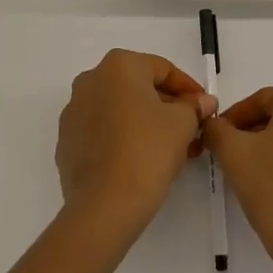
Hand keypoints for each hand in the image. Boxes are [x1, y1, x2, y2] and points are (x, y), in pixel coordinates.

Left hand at [57, 50, 211, 243]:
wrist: (104, 206)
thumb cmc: (147, 150)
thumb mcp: (182, 123)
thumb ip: (194, 106)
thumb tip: (202, 102)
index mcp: (118, 66)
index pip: (163, 69)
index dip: (189, 88)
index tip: (205, 108)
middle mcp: (90, 80)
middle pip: (138, 87)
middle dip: (167, 106)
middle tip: (191, 129)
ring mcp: (73, 112)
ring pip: (119, 110)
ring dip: (146, 123)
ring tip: (171, 148)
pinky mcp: (67, 142)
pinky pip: (103, 132)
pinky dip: (123, 138)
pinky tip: (142, 160)